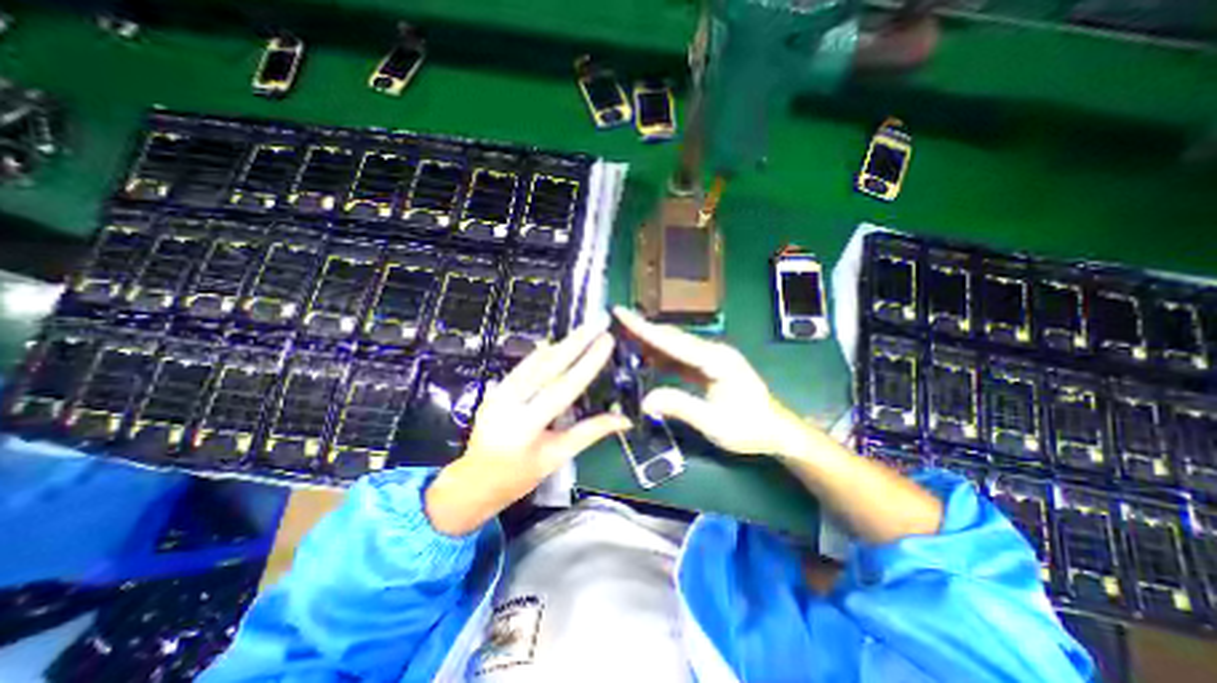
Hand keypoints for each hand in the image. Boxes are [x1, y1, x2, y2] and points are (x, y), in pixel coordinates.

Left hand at [425, 322, 626, 535]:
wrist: (474, 482)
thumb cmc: (518, 476)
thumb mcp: (557, 456)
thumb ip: (590, 432)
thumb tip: (624, 420)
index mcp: (526, 425)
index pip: (564, 387)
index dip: (588, 363)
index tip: (606, 341)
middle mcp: (509, 402)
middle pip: (548, 366)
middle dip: (575, 342)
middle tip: (596, 323)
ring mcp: (498, 393)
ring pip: (534, 362)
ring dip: (561, 344)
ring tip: (583, 330)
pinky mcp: (495, 390)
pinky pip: (522, 367)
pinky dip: (541, 355)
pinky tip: (555, 344)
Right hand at [614, 308, 805, 458]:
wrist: (776, 430)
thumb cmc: (749, 428)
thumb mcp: (714, 423)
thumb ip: (680, 407)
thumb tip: (646, 400)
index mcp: (715, 360)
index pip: (672, 341)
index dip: (644, 328)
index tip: (621, 313)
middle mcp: (713, 352)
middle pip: (671, 337)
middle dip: (643, 328)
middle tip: (615, 321)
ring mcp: (711, 358)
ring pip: (674, 345)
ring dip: (650, 340)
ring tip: (623, 335)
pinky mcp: (708, 367)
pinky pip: (679, 358)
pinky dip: (660, 355)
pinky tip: (645, 356)